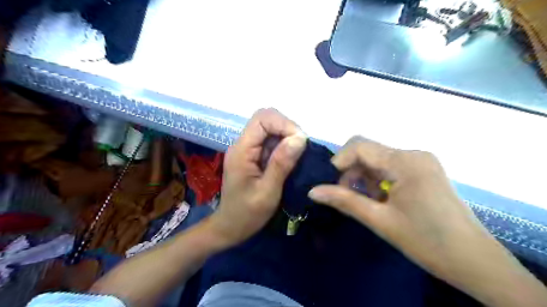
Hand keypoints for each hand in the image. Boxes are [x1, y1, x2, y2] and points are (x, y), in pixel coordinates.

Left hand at [209, 109, 305, 247]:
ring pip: (270, 129)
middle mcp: (242, 145)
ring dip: (286, 137)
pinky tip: (290, 160)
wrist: (230, 227)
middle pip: (265, 120)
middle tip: (301, 148)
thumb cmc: (247, 214)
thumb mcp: (268, 192)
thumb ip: (282, 163)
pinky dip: (283, 146)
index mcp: (241, 151)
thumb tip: (300, 138)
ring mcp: (247, 150)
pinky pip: (270, 142)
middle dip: (287, 128)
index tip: (300, 142)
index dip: (284, 124)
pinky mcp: (253, 156)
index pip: (262, 119)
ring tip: (298, 155)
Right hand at [307, 135, 491, 272]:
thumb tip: (312, 191)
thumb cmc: (427, 242)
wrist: (475, 262)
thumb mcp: (380, 220)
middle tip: (346, 197)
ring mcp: (420, 161)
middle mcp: (413, 154)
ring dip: (364, 178)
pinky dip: (378, 181)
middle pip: (368, 152)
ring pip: (378, 161)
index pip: (359, 145)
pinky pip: (390, 168)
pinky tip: (381, 200)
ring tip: (367, 203)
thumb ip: (344, 201)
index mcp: (405, 161)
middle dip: (351, 172)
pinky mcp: (423, 171)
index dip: (339, 161)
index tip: (331, 185)